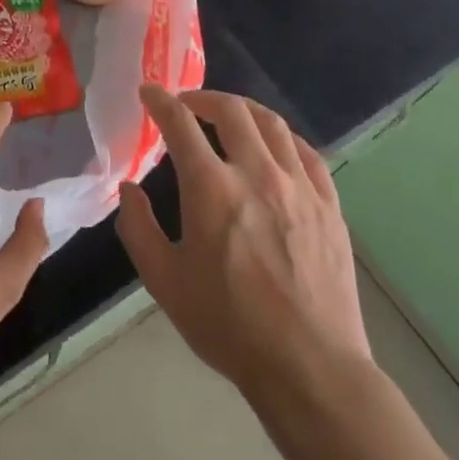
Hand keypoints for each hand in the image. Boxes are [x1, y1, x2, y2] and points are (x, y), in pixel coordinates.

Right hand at [117, 85, 369, 405]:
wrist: (310, 368)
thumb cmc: (229, 326)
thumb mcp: (165, 282)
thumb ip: (138, 227)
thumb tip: (128, 189)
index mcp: (211, 188)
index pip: (180, 123)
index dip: (160, 100)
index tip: (149, 91)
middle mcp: (257, 173)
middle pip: (231, 110)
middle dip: (203, 97)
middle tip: (187, 104)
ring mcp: (299, 186)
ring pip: (272, 124)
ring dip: (243, 110)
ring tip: (229, 116)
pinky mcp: (329, 206)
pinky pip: (307, 153)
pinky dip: (283, 138)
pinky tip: (275, 147)